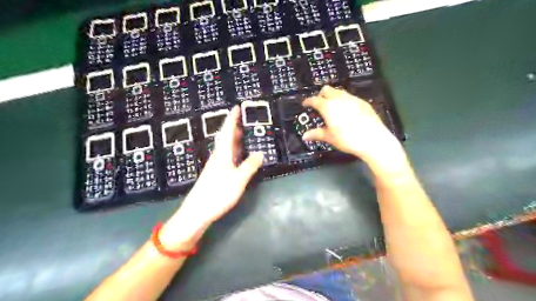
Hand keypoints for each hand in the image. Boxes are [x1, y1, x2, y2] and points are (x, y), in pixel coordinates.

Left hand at [170, 107, 262, 236]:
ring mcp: (216, 165)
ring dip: (235, 138)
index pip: (228, 131)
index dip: (232, 119)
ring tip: (244, 133)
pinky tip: (239, 155)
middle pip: (226, 137)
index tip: (236, 107)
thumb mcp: (238, 180)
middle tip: (244, 119)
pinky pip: (227, 156)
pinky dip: (234, 151)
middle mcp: (218, 157)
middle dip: (234, 127)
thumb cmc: (218, 194)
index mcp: (222, 154)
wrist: (197, 212)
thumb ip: (250, 166)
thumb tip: (261, 153)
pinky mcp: (216, 174)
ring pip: (226, 147)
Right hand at [304, 84, 404, 165]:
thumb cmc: (347, 139)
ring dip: (333, 96)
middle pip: (327, 89)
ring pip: (339, 91)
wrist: (373, 139)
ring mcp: (352, 98)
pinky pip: (350, 97)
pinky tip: (347, 111)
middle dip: (320, 95)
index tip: (305, 104)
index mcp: (328, 106)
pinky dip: (344, 100)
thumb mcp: (330, 137)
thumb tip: (304, 136)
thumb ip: (316, 134)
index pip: (314, 100)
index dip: (308, 101)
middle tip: (319, 105)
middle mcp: (339, 99)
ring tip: (333, 108)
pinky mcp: (363, 102)